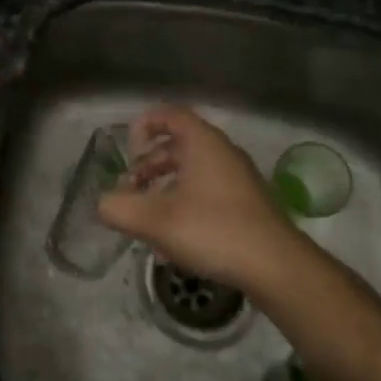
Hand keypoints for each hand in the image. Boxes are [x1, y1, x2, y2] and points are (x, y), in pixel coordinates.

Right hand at [97, 104, 306, 293]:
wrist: (276, 266)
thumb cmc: (213, 230)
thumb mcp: (155, 221)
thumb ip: (119, 208)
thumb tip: (103, 203)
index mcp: (202, 143)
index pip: (169, 114)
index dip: (144, 126)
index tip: (128, 151)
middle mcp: (222, 153)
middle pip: (178, 145)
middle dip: (148, 165)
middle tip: (130, 189)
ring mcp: (238, 179)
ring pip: (192, 172)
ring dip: (164, 188)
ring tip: (146, 219)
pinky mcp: (247, 205)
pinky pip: (207, 193)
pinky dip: (184, 205)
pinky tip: (173, 242)